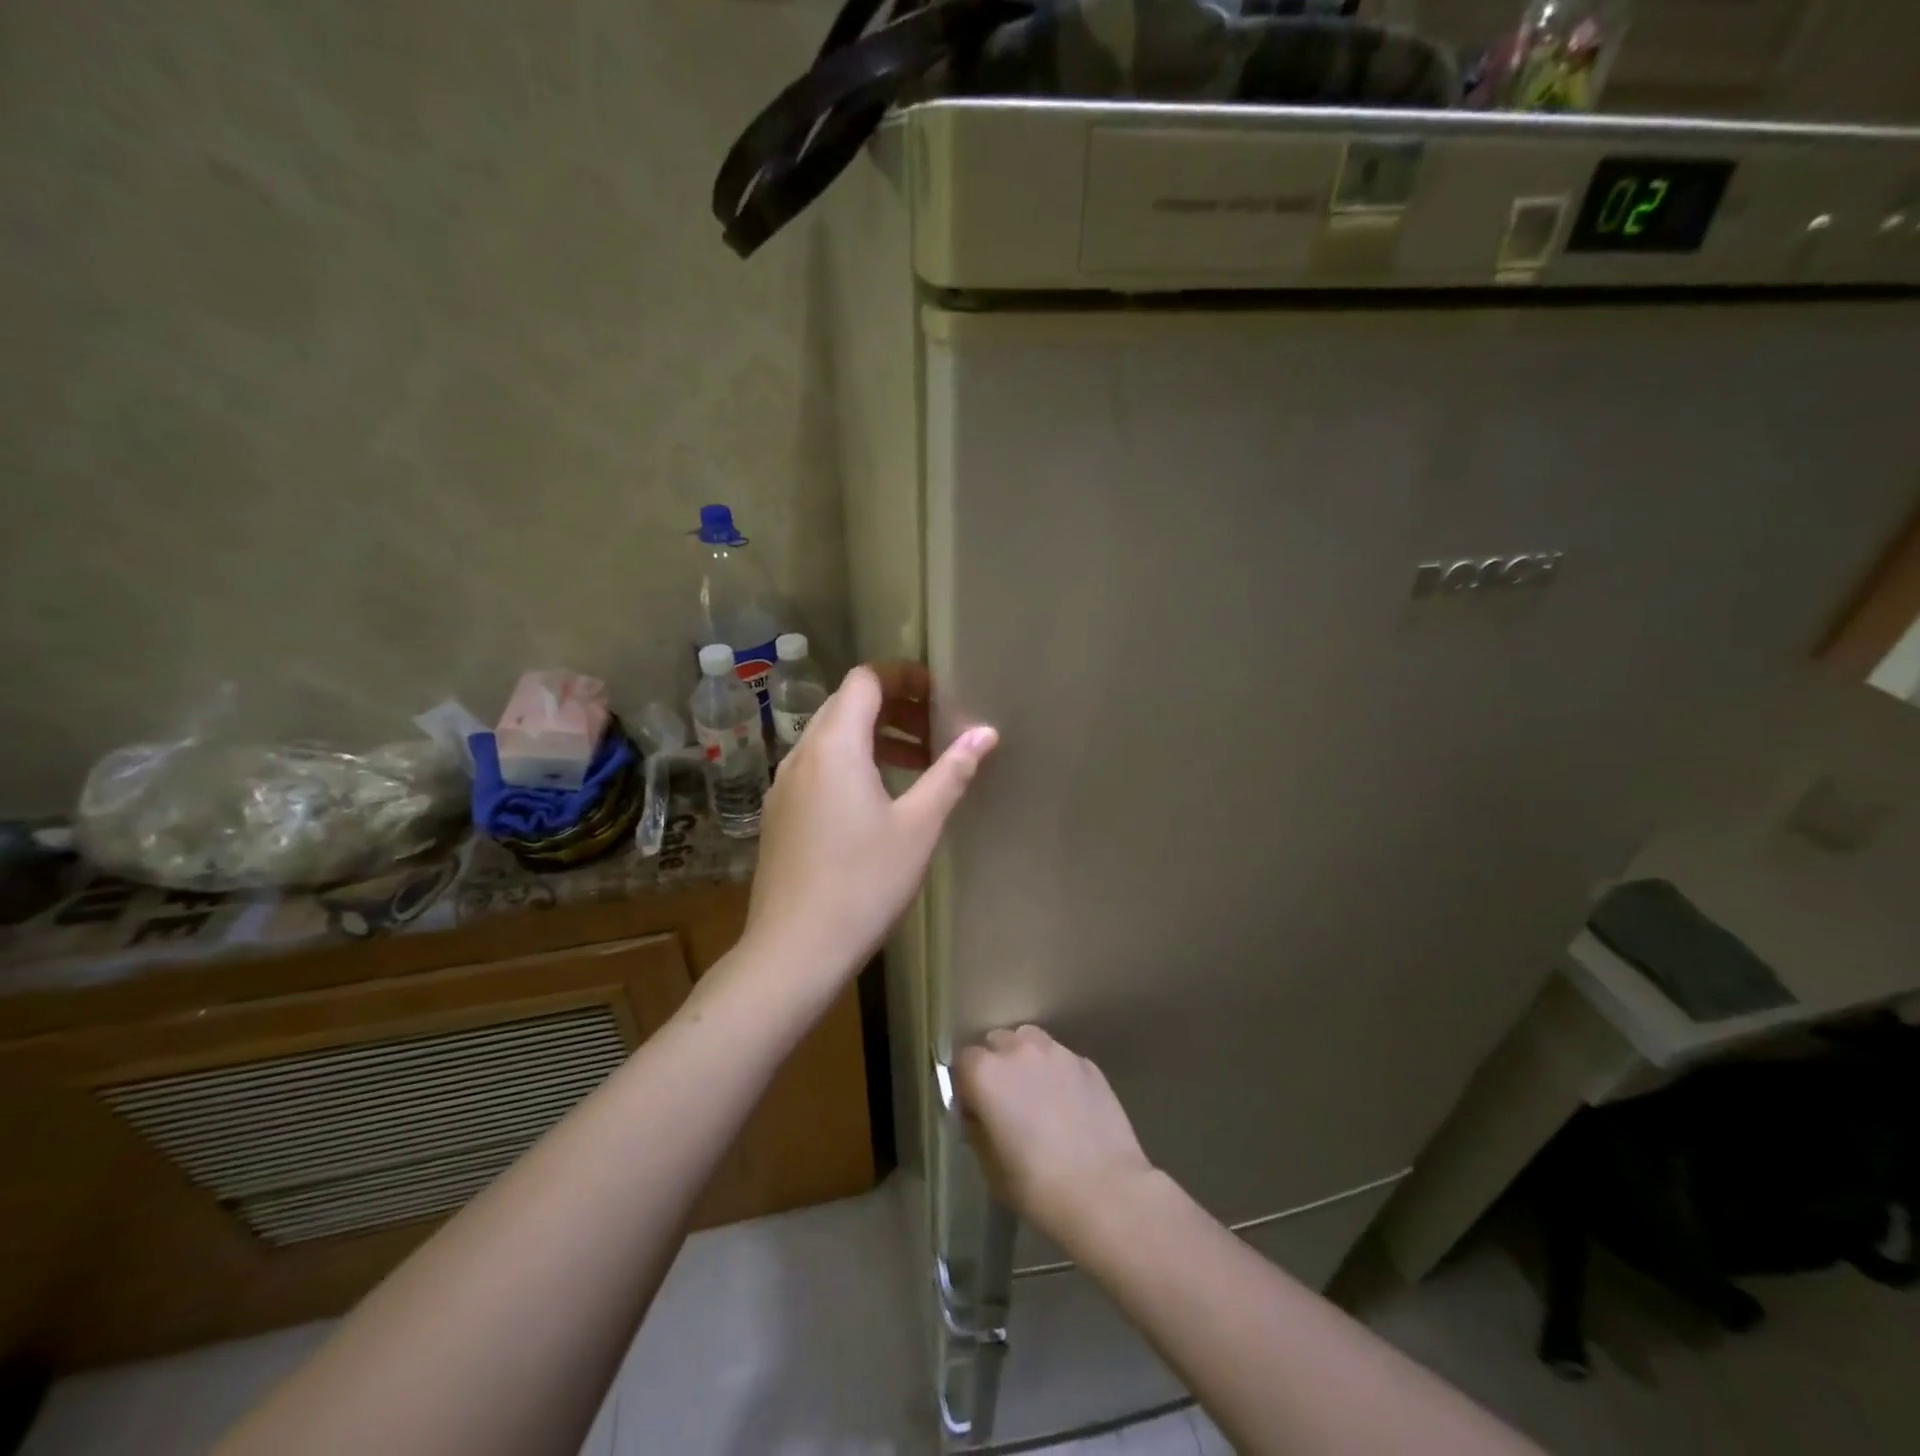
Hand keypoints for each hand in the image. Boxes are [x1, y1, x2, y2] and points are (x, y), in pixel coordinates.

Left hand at [743, 662, 997, 984]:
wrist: (794, 950)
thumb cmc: (863, 883)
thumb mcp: (918, 826)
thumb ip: (951, 772)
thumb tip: (985, 733)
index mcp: (834, 745)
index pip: (865, 679)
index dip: (904, 676)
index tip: (940, 694)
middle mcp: (801, 754)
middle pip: (846, 705)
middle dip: (894, 706)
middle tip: (936, 729)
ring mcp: (784, 786)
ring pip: (831, 738)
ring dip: (874, 737)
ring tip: (917, 763)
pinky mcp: (780, 814)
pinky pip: (818, 768)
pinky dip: (852, 764)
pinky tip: (878, 801)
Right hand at [955, 1026, 1156, 1246]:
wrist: (1107, 1192)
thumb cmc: (1039, 1187)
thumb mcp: (992, 1168)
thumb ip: (979, 1129)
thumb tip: (980, 1115)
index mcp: (987, 1074)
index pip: (964, 1061)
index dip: (967, 1085)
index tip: (975, 1111)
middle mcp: (1019, 1051)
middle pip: (997, 1042)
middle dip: (996, 1065)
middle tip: (1006, 1102)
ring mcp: (1057, 1053)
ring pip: (1031, 1041)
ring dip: (1026, 1060)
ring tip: (1036, 1094)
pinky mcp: (1088, 1064)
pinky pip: (1062, 1058)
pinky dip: (1057, 1072)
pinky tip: (1068, 1104)